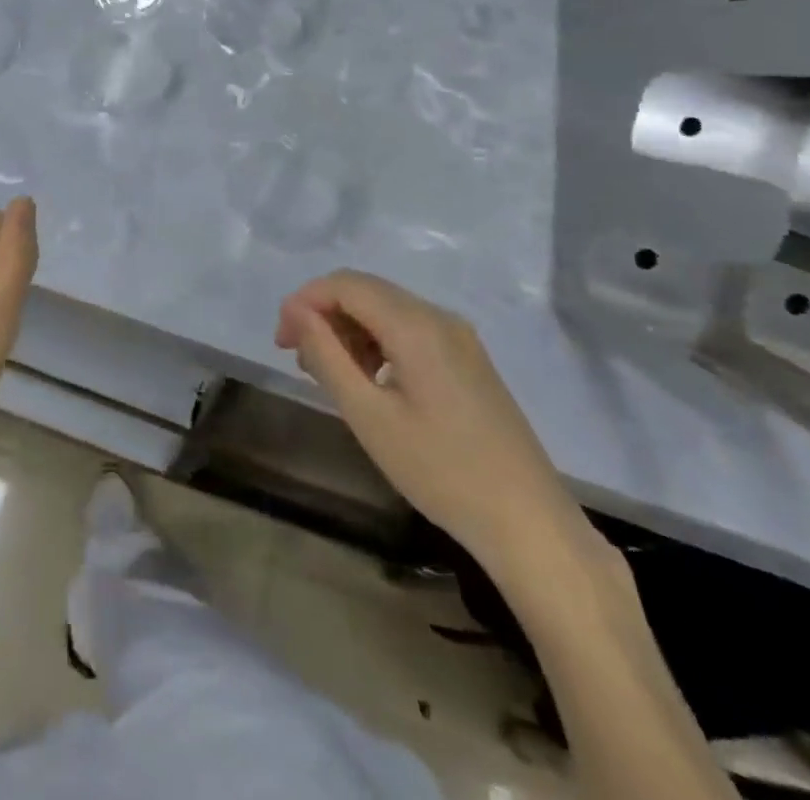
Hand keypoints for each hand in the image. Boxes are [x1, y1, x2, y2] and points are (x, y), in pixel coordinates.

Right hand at [277, 270, 586, 575]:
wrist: (528, 523)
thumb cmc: (440, 471)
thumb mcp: (368, 415)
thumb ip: (326, 356)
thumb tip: (297, 313)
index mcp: (415, 325)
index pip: (345, 284)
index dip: (305, 301)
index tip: (281, 340)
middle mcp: (439, 317)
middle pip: (366, 291)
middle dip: (323, 313)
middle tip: (296, 357)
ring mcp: (459, 338)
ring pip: (387, 310)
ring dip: (349, 329)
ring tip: (326, 373)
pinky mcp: (468, 360)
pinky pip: (410, 331)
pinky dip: (377, 343)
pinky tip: (368, 381)